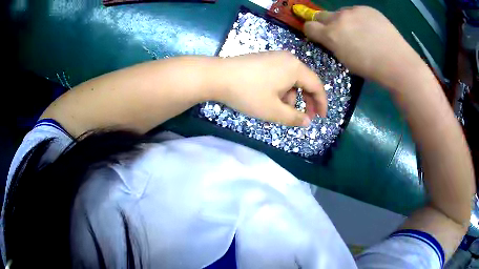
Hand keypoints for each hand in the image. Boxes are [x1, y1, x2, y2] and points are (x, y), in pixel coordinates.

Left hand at [214, 51, 326, 126]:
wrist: (217, 76)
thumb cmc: (248, 93)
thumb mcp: (273, 111)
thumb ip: (294, 118)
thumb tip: (307, 122)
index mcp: (295, 68)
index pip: (317, 86)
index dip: (321, 103)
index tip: (321, 118)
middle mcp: (288, 59)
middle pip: (305, 81)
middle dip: (306, 101)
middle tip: (304, 117)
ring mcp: (274, 57)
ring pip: (291, 80)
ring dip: (290, 97)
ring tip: (278, 110)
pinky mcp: (264, 59)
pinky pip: (280, 75)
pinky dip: (280, 89)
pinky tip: (269, 98)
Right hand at [303, 6, 426, 88]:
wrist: (397, 62)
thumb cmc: (371, 68)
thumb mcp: (345, 61)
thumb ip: (333, 45)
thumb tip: (330, 38)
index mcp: (331, 35)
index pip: (309, 26)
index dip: (312, 31)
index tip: (318, 36)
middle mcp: (338, 18)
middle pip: (321, 15)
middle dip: (325, 23)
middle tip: (339, 33)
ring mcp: (353, 11)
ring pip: (341, 13)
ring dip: (344, 20)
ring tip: (360, 32)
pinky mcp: (367, 8)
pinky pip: (356, 11)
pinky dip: (359, 18)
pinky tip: (371, 28)